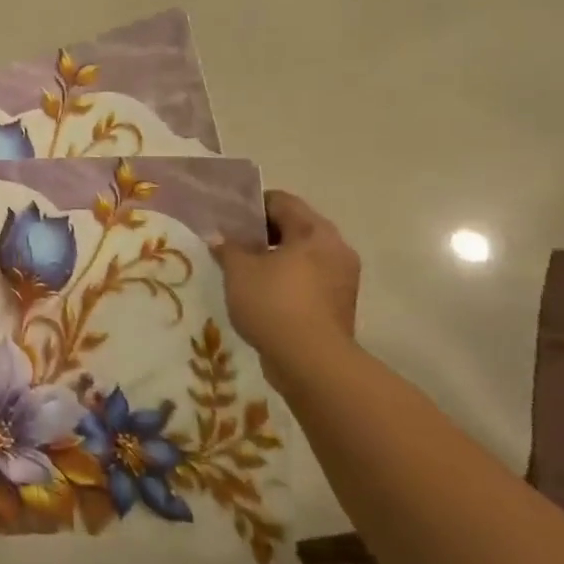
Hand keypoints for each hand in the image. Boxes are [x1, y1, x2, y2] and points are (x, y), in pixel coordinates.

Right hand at [211, 191, 359, 381]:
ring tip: (244, 270)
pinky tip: (263, 294)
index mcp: (315, 231)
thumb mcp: (239, 271)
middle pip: (296, 227)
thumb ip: (228, 247)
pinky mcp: (340, 304)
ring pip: (303, 255)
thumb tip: (220, 238)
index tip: (227, 218)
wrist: (311, 362)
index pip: (282, 201)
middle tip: (232, 243)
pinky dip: (288, 280)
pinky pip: (310, 280)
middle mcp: (336, 248)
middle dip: (263, 233)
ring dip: (276, 258)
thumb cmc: (274, 303)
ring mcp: (343, 278)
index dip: (251, 205)